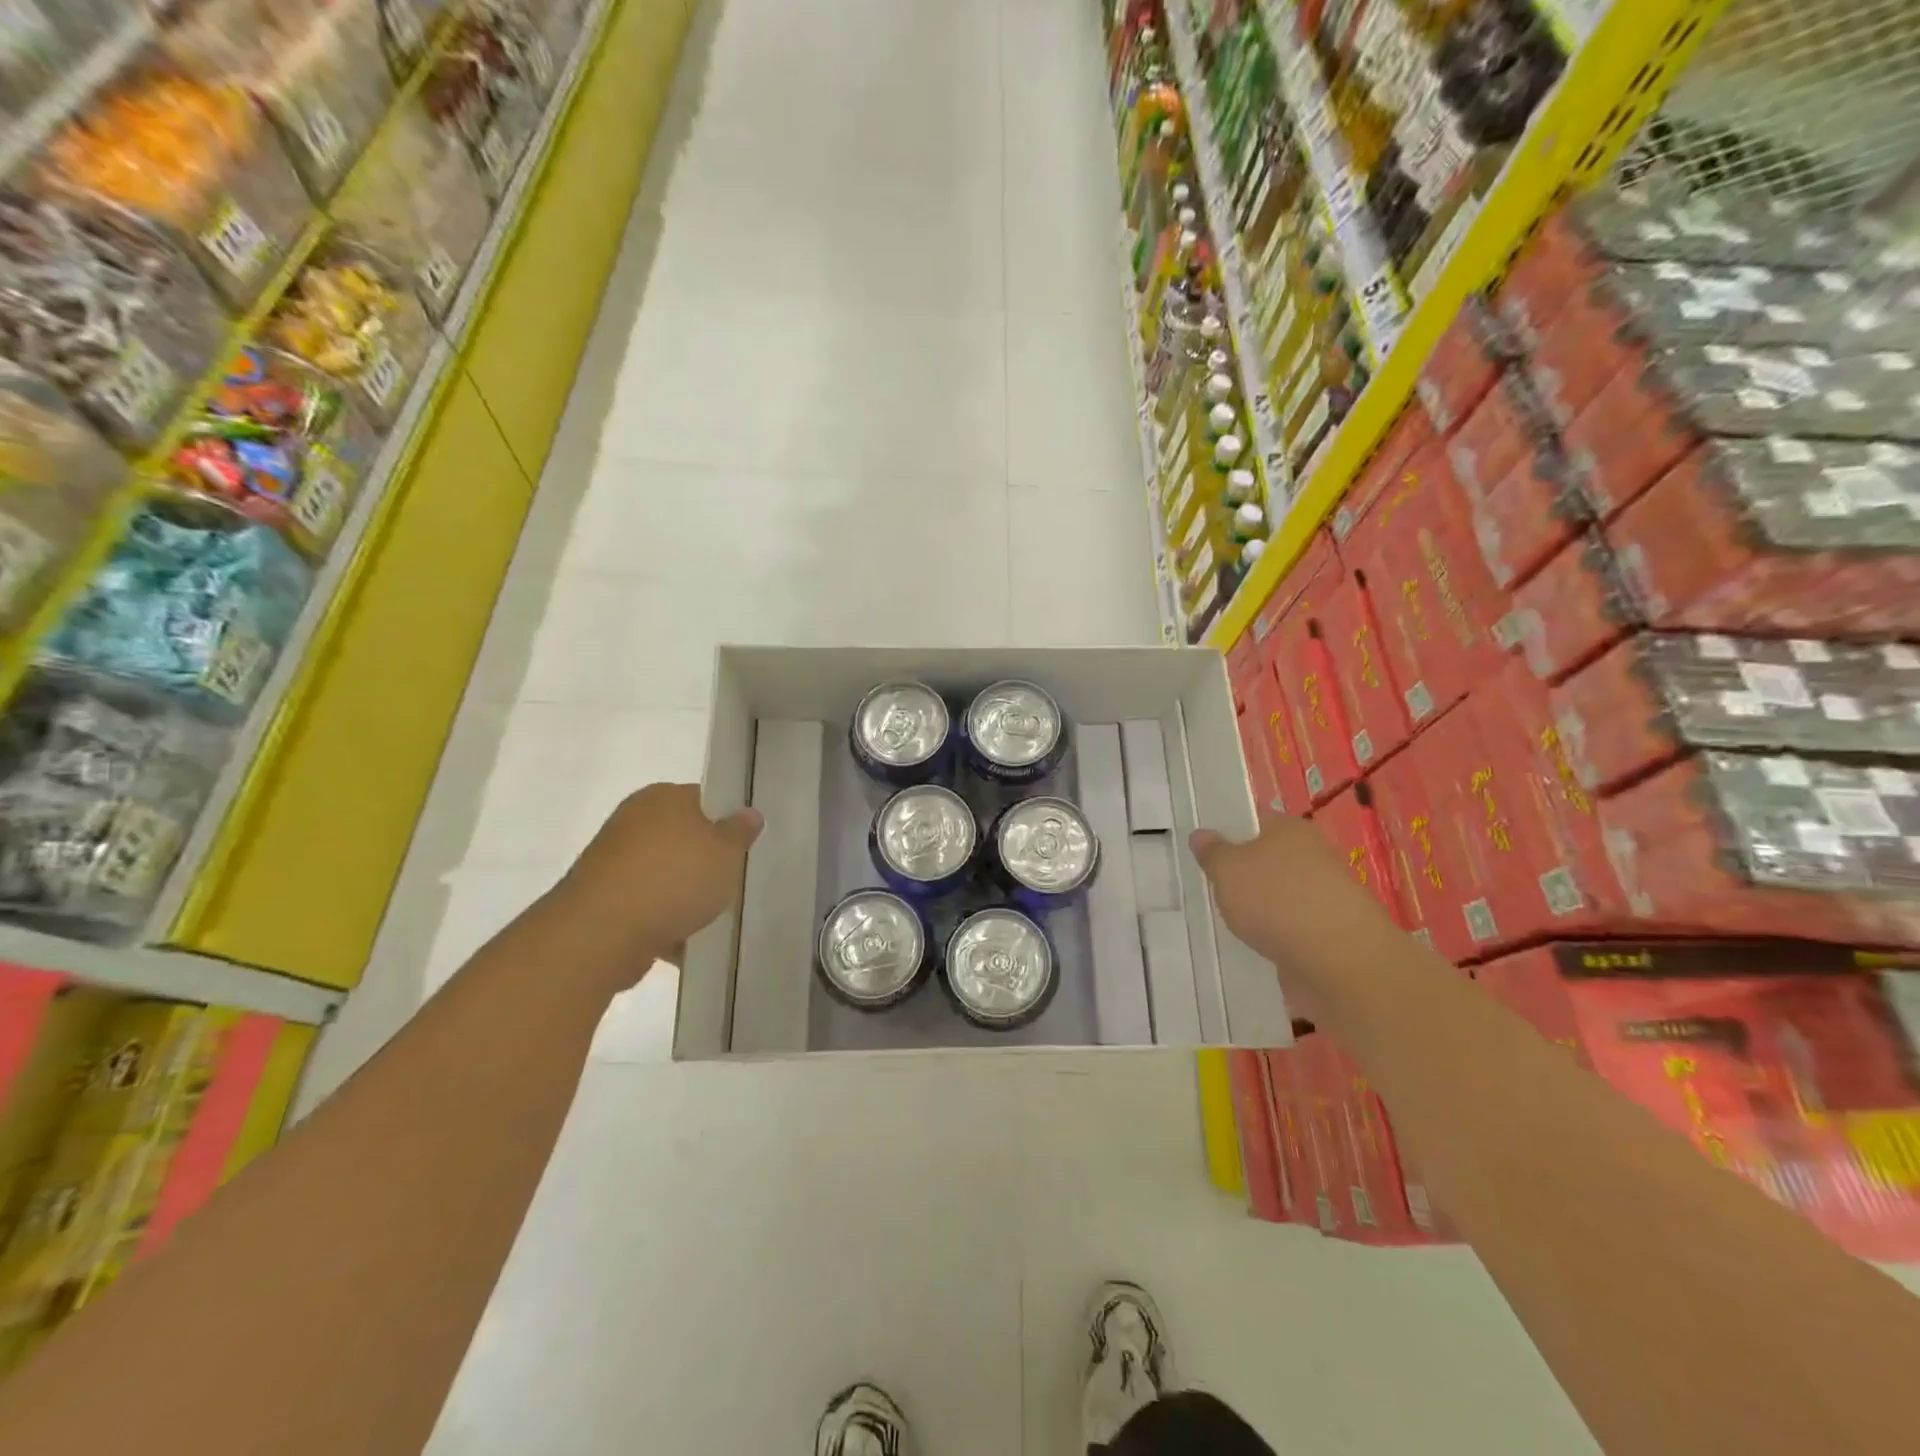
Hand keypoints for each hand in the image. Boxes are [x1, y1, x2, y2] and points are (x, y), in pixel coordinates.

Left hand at [548, 784, 761, 988]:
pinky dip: (663, 920)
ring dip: (684, 893)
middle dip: (706, 860)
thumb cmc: (673, 879)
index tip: (744, 847)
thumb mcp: (725, 852)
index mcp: (663, 797)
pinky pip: (646, 905)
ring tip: (712, 917)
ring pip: (664, 873)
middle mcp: (634, 820)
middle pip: (684, 837)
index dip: (728, 821)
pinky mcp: (603, 899)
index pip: (704, 799)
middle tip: (733, 881)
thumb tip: (749, 813)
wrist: (602, 933)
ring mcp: (614, 861)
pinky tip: (685, 942)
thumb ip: (739, 832)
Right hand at [1190, 810, 1376, 961]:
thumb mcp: (1227, 870)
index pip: (1255, 818)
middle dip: (1242, 872)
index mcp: (1290, 829)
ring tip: (1226, 920)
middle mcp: (1313, 856)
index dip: (1228, 828)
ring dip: (1259, 907)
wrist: (1340, 962)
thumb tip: (1202, 835)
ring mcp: (1325, 896)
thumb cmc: (1276, 899)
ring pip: (1279, 894)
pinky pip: (1291, 928)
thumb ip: (1212, 852)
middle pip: (1268, 858)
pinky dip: (1275, 935)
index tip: (1203, 845)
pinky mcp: (1329, 934)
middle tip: (1207, 884)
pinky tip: (1254, 946)